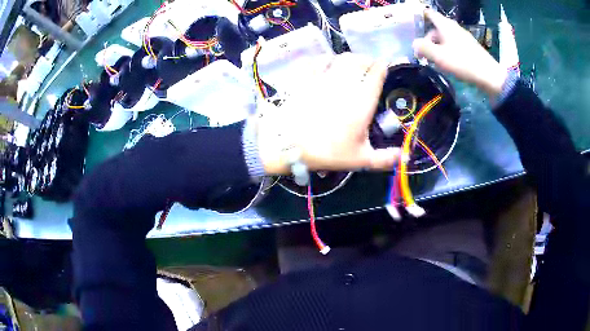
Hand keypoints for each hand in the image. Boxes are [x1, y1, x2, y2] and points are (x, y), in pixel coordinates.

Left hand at [256, 53, 400, 173]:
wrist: (287, 144)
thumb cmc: (326, 151)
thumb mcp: (359, 159)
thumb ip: (384, 158)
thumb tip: (405, 157)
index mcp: (363, 100)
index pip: (377, 73)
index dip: (383, 66)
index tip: (385, 66)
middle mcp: (346, 83)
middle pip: (360, 60)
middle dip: (367, 60)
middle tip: (369, 65)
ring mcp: (324, 77)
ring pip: (340, 58)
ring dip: (349, 58)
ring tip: (351, 64)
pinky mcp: (305, 77)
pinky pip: (317, 60)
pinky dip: (325, 59)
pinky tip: (326, 62)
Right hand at [413, 9, 506, 97]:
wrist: (489, 76)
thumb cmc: (463, 62)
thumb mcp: (439, 56)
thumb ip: (423, 48)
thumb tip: (414, 44)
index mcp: (445, 25)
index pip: (428, 13)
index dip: (417, 16)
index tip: (409, 24)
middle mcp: (453, 27)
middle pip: (434, 28)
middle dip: (426, 39)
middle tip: (421, 54)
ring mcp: (462, 37)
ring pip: (443, 38)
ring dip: (436, 47)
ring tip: (433, 62)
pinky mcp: (468, 47)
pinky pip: (452, 45)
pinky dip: (445, 51)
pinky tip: (446, 63)